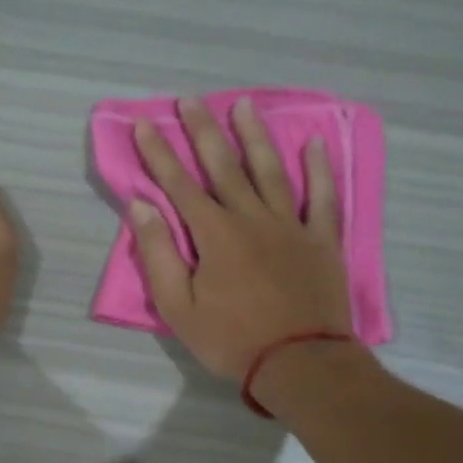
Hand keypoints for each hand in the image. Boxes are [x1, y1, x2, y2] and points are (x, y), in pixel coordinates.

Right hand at [128, 96, 353, 379]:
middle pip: (224, 166)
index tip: (144, 124)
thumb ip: (158, 254)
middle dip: (203, 131)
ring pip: (269, 171)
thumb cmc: (231, 340)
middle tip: (190, 100)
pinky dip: (318, 169)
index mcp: (215, 235)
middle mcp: (251, 218)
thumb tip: (141, 206)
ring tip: (243, 105)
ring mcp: (290, 226)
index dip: (159, 154)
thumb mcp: (178, 307)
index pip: (179, 185)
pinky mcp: (322, 240)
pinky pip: (322, 197)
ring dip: (254, 136)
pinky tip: (314, 143)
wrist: (299, 363)